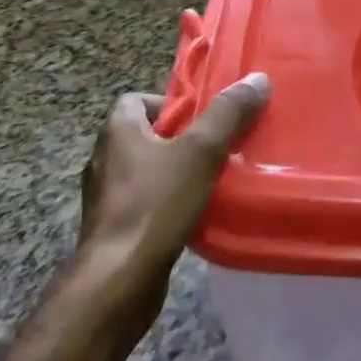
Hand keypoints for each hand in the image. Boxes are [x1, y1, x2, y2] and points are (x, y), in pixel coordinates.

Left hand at [78, 72, 269, 345]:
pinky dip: (166, 204)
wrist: (118, 282)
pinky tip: (194, 216)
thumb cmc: (155, 206)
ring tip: (211, 181)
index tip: (202, 118)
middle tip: (216, 147)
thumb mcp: (200, 152)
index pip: (136, 99)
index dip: (170, 103)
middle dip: (180, 139)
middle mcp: (104, 159)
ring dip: (174, 173)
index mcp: (117, 131)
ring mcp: (105, 198)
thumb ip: (228, 114)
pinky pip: (143, 204)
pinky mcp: (113, 230)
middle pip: (144, 135)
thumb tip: (257, 79)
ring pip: (145, 172)